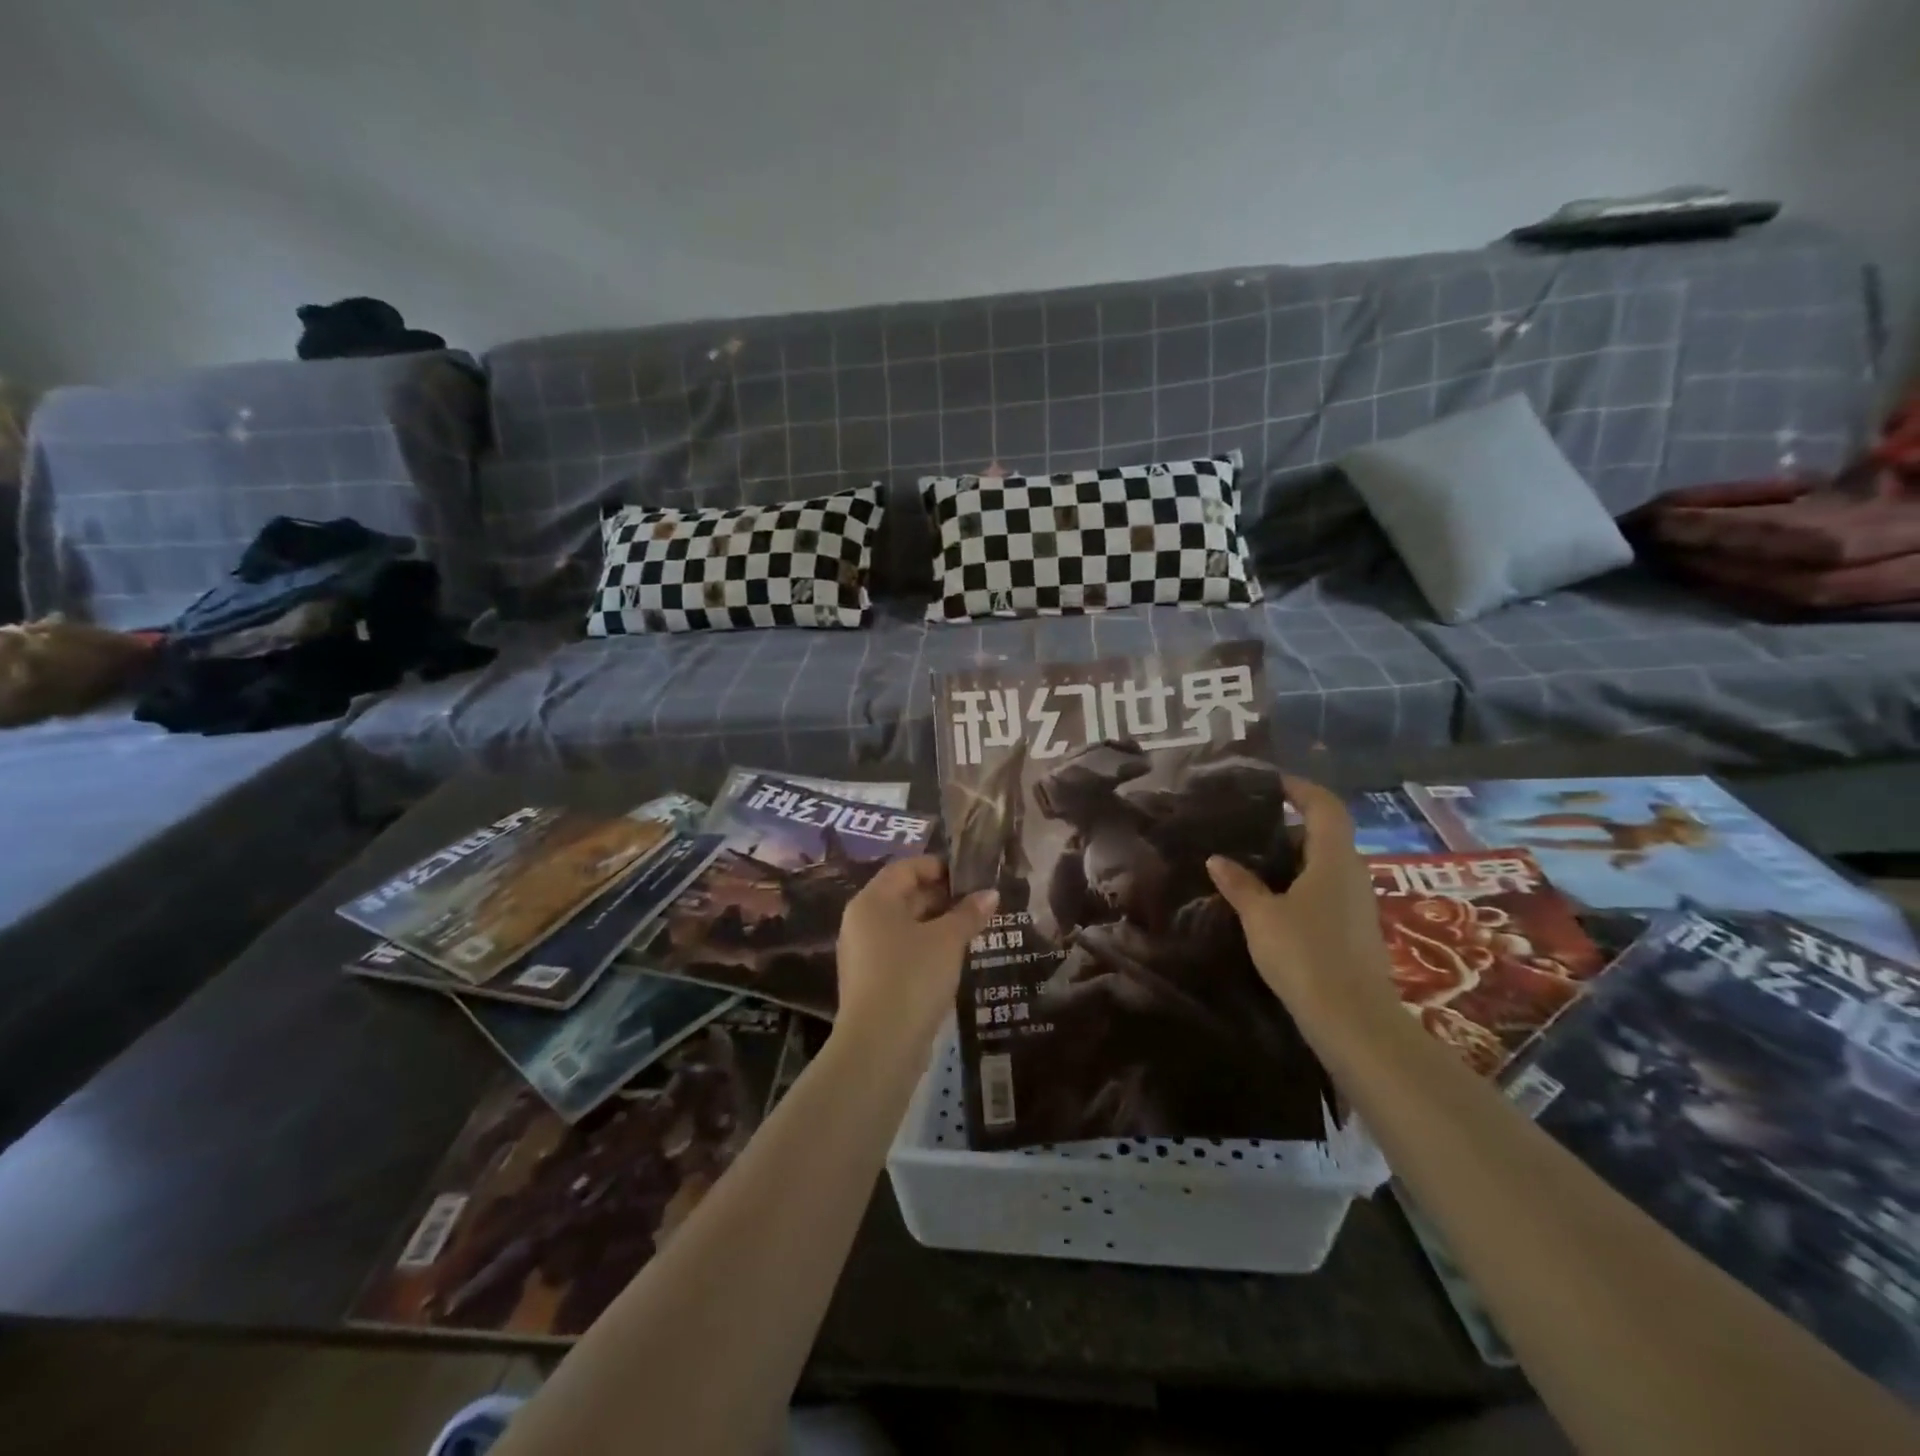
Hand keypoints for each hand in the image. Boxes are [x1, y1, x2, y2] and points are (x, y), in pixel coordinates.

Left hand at [835, 857, 996, 1055]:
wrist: (880, 1045)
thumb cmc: (912, 976)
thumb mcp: (948, 940)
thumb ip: (969, 913)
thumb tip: (990, 893)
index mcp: (872, 901)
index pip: (906, 868)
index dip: (939, 867)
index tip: (972, 876)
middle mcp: (861, 921)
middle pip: (904, 895)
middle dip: (942, 897)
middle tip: (979, 903)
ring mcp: (863, 953)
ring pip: (904, 926)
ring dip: (937, 924)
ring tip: (973, 929)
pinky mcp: (871, 981)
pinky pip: (901, 951)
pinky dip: (926, 948)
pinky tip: (954, 959)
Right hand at [1204, 776, 1400, 1033]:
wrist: (1352, 1020)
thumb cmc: (1305, 955)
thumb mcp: (1261, 916)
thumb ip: (1239, 884)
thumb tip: (1217, 859)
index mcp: (1333, 859)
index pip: (1325, 806)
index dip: (1301, 789)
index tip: (1272, 783)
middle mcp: (1352, 874)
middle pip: (1325, 834)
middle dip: (1289, 826)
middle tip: (1248, 827)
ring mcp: (1357, 904)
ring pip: (1325, 865)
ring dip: (1293, 858)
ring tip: (1252, 862)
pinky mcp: (1354, 930)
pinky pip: (1326, 890)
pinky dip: (1299, 884)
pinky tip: (1271, 901)